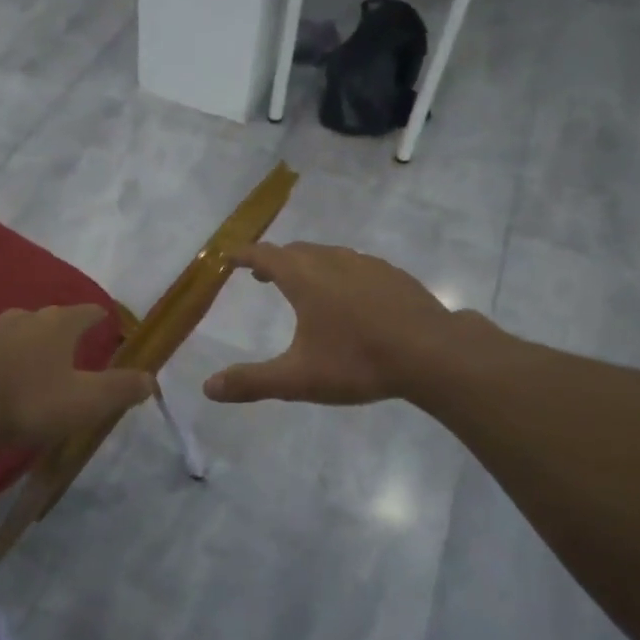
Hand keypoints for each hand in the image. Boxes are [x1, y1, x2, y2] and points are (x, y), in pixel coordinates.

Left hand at [0, 305, 154, 446]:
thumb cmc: (28, 401)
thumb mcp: (84, 402)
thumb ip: (119, 390)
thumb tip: (151, 379)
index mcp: (57, 325)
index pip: (86, 312)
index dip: (99, 318)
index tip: (107, 323)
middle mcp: (23, 319)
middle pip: (49, 318)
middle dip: (62, 330)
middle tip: (71, 348)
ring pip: (16, 332)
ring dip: (28, 344)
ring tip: (34, 364)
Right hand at [203, 243, 456, 405]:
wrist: (432, 353)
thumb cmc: (358, 361)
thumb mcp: (298, 379)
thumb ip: (252, 382)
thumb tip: (208, 388)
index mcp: (304, 278)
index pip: (264, 255)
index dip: (244, 255)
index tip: (229, 256)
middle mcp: (332, 261)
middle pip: (295, 251)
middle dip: (274, 260)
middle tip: (261, 276)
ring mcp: (366, 265)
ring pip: (327, 255)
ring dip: (308, 264)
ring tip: (304, 284)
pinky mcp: (393, 275)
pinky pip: (355, 265)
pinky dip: (339, 272)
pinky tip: (351, 296)